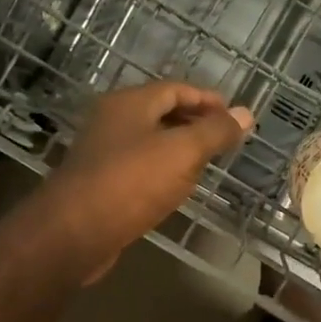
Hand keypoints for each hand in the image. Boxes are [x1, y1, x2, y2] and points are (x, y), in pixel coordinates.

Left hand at [29, 82, 252, 282]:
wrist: (74, 232)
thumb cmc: (131, 182)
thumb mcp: (182, 152)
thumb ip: (215, 132)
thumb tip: (246, 113)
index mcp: (129, 103)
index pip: (175, 89)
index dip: (207, 99)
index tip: (234, 116)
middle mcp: (112, 121)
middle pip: (160, 112)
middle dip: (194, 122)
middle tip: (224, 139)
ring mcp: (102, 153)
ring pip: (149, 142)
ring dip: (178, 148)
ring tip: (207, 164)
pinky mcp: (99, 184)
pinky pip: (138, 168)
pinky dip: (161, 171)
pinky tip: (175, 189)